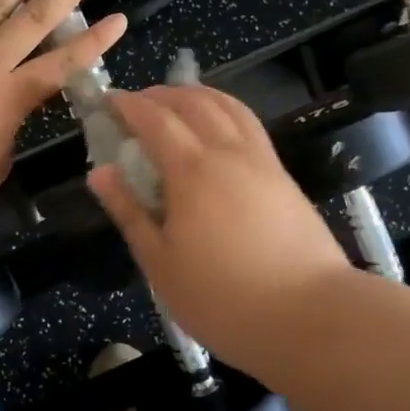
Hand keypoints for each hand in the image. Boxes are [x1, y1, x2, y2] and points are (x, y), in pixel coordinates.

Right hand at [87, 85, 352, 367]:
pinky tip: (219, 130)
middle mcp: (228, 152)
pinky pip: (249, 125)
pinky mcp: (283, 176)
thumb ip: (129, 212)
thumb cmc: (223, 297)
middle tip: (137, 103)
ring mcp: (261, 161)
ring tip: (177, 102)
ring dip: (197, 95)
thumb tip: (100, 172)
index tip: (107, 100)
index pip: (154, 119)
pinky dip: (225, 111)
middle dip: (160, 94)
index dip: (128, 105)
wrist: (310, 315)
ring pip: (227, 106)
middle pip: (193, 102)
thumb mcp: (161, 262)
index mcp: (192, 170)